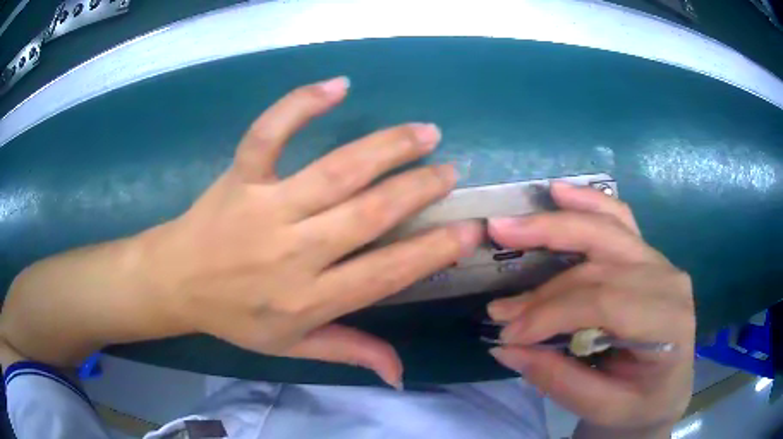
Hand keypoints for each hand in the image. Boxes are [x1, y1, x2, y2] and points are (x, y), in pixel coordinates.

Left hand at [138, 77, 481, 386]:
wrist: (175, 282)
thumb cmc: (235, 317)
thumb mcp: (292, 347)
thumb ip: (349, 352)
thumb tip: (400, 374)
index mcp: (308, 299)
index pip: (385, 273)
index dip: (433, 250)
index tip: (469, 230)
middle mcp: (292, 252)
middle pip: (369, 214)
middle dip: (419, 190)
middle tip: (450, 172)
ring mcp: (264, 207)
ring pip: (335, 170)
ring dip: (387, 147)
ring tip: (424, 133)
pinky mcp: (240, 176)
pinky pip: (270, 133)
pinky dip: (301, 105)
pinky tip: (338, 85)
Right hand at [486, 183, 694, 431]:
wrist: (667, 389)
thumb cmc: (640, 404)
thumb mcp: (602, 408)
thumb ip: (557, 379)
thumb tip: (505, 347)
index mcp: (668, 324)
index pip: (605, 303)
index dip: (551, 313)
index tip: (508, 332)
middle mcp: (669, 281)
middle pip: (602, 259)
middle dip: (545, 257)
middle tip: (497, 247)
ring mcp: (661, 262)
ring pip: (608, 229)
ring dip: (559, 221)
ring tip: (514, 222)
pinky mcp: (648, 256)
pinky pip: (620, 219)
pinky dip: (589, 202)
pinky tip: (561, 192)